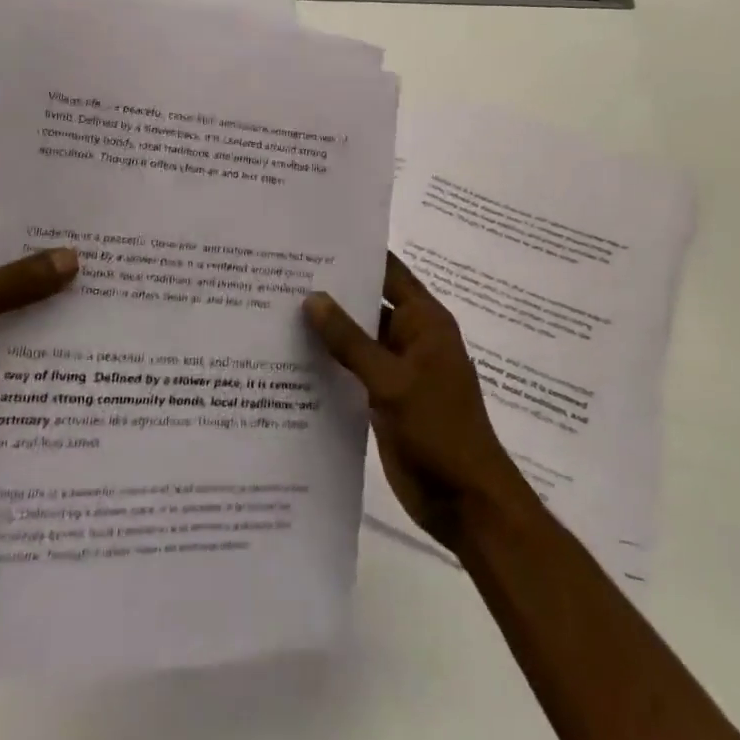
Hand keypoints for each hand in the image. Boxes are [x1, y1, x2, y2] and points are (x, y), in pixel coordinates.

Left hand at [0, 163, 77, 492]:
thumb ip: (9, 284)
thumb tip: (73, 257)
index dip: (0, 165)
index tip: (55, 152)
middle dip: (41, 223)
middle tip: (100, 207)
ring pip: (9, 281)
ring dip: (47, 275)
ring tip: (109, 256)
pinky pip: (12, 323)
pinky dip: (42, 317)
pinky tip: (90, 310)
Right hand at [304, 253, 535, 554]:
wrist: (466, 501)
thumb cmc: (439, 430)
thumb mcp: (392, 381)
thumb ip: (351, 341)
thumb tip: (312, 298)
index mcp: (424, 321)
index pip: (388, 272)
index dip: (357, 253)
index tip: (313, 238)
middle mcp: (410, 338)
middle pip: (368, 303)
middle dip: (331, 291)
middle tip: (279, 273)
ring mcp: (396, 370)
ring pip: (356, 339)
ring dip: (326, 330)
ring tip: (273, 309)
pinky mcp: (383, 399)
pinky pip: (352, 371)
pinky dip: (328, 365)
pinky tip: (289, 359)